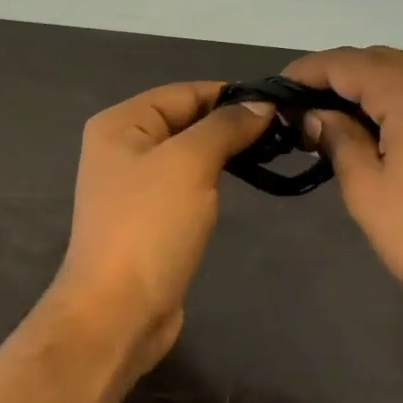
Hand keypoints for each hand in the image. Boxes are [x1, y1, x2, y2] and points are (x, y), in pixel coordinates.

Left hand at [51, 82, 272, 377]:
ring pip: (188, 154)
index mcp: (120, 124)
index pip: (183, 92)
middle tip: (284, 130)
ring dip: (225, 152)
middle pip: (185, 121)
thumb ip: (225, 127)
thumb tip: (261, 104)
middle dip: (230, 123)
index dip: (230, 94)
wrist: (118, 310)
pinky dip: (213, 180)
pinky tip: (241, 182)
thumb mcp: (189, 164)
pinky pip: (187, 185)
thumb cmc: (149, 227)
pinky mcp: (150, 218)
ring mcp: (134, 186)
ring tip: (271, 152)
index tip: (279, 103)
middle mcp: (122, 148)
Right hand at [282, 46, 402, 355]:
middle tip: (299, 108)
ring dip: (365, 89)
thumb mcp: (367, 188)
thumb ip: (338, 139)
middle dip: (336, 77)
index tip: (275, 90)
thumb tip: (315, 116)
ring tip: (328, 120)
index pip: (348, 63)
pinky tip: (373, 130)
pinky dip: (394, 103)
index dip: (307, 71)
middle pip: (379, 62)